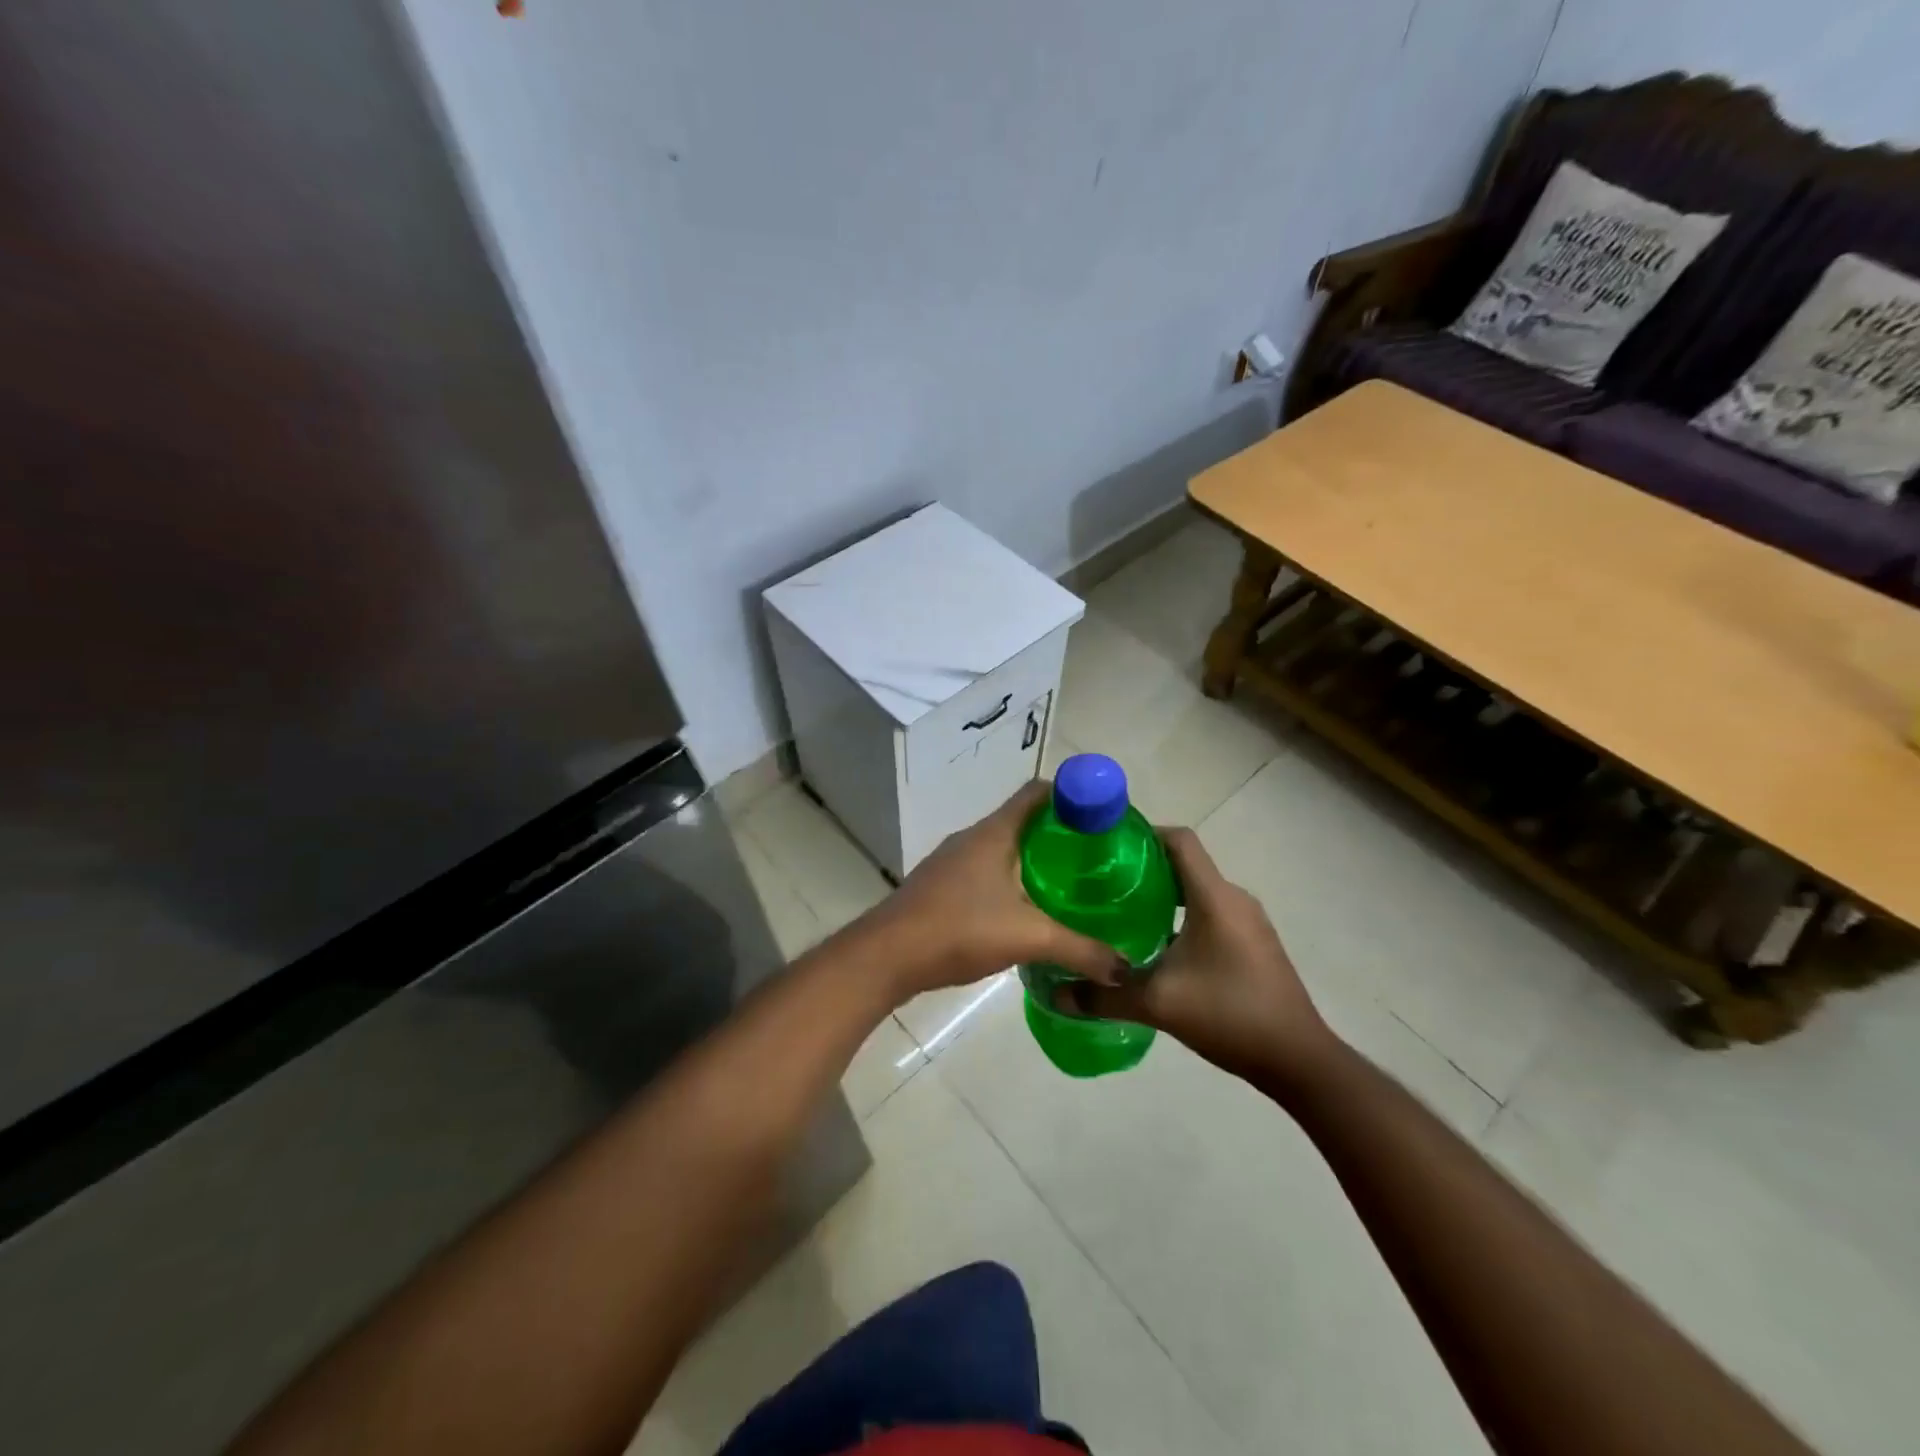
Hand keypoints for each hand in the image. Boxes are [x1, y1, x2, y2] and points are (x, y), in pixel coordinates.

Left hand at [866, 780, 1125, 999]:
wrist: (887, 955)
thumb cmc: (959, 929)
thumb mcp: (1028, 938)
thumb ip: (1080, 949)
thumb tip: (1123, 967)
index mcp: (995, 833)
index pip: (1037, 793)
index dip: (1072, 796)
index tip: (1101, 817)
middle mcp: (972, 838)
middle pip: (1023, 820)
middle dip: (1059, 835)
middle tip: (1094, 859)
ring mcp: (952, 861)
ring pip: (1003, 848)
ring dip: (1033, 860)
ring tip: (1067, 886)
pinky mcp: (941, 886)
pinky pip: (985, 871)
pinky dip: (1010, 881)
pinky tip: (1025, 912)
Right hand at [1063, 828, 1332, 1084]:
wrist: (1298, 1060)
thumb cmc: (1230, 1014)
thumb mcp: (1158, 1004)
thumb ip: (1104, 996)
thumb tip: (1056, 994)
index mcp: (1214, 897)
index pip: (1179, 840)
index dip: (1143, 833)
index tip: (1106, 847)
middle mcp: (1234, 899)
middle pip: (1185, 864)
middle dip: (1143, 869)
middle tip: (1101, 884)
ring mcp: (1248, 922)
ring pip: (1197, 891)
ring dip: (1162, 896)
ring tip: (1121, 913)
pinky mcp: (1253, 943)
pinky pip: (1211, 913)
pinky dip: (1180, 917)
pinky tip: (1156, 946)